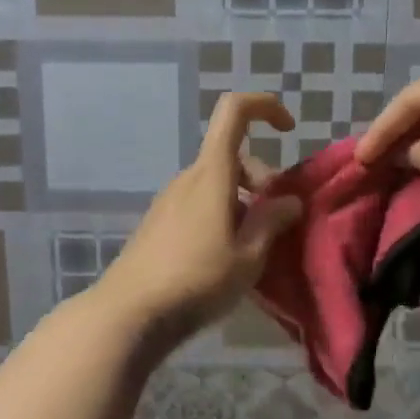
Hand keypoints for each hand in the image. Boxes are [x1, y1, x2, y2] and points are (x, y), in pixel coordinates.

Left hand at [95, 92, 304, 349]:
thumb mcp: (248, 256)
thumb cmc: (196, 280)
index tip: (288, 129)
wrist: (129, 313)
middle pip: (232, 157)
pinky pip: (200, 204)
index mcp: (212, 173)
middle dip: (263, 180)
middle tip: (277, 222)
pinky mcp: (159, 223)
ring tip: (255, 248)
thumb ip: (272, 222)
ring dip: (243, 203)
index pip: (234, 111)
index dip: (264, 105)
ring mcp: (170, 200)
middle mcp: (188, 177)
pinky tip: (226, 258)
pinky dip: (223, 216)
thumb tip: (290, 200)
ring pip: (217, 183)